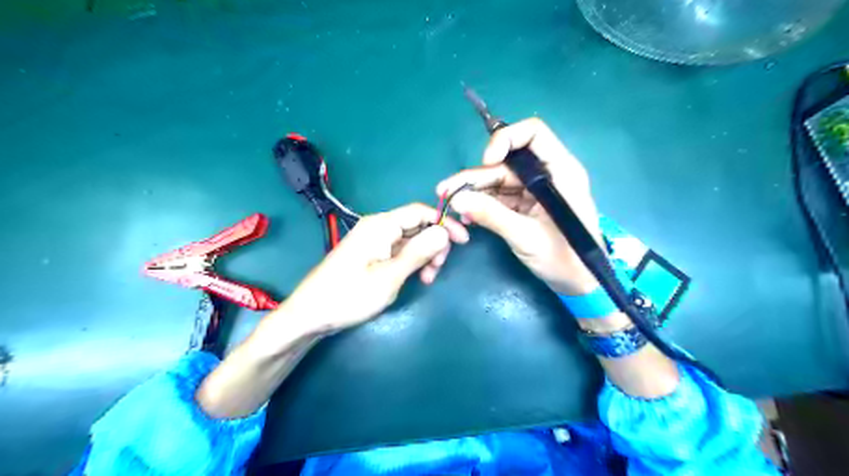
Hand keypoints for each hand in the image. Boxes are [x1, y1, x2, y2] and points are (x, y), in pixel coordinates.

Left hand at [276, 202, 467, 333]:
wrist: (311, 313)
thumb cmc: (350, 295)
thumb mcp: (390, 277)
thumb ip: (418, 252)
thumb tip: (444, 232)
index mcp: (381, 225)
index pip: (420, 212)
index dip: (444, 223)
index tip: (463, 242)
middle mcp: (378, 226)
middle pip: (416, 225)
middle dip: (434, 244)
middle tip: (438, 270)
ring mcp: (373, 240)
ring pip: (409, 239)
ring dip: (424, 255)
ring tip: (427, 279)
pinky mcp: (370, 253)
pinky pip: (398, 250)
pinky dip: (411, 261)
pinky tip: (415, 277)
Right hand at [441, 119, 599, 294]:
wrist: (579, 284)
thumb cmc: (565, 258)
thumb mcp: (526, 236)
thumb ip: (492, 215)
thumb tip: (457, 199)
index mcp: (560, 171)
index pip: (533, 134)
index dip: (506, 140)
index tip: (486, 163)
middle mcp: (547, 175)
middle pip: (506, 162)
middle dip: (475, 176)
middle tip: (446, 192)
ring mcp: (535, 191)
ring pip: (498, 180)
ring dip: (473, 191)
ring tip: (449, 203)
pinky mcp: (526, 206)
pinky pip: (499, 197)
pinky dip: (482, 204)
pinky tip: (466, 214)